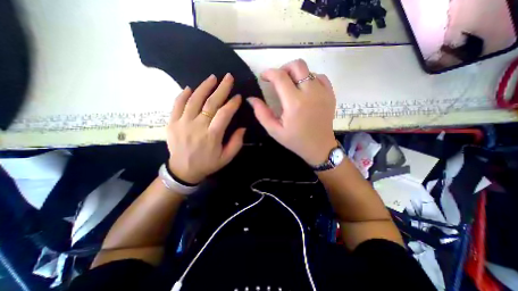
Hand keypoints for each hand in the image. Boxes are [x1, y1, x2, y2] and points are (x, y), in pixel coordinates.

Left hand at [167, 74, 244, 183]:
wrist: (183, 170)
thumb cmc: (207, 164)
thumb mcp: (226, 158)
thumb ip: (236, 143)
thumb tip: (242, 127)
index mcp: (212, 136)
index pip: (224, 114)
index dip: (232, 103)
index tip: (238, 96)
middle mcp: (197, 126)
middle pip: (211, 103)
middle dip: (222, 88)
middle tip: (228, 77)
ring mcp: (183, 123)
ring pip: (194, 100)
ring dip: (204, 87)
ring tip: (213, 78)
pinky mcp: (172, 123)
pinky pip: (177, 105)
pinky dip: (183, 95)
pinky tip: (190, 88)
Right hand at [249, 58, 337, 165]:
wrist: (319, 147)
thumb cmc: (295, 140)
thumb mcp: (274, 131)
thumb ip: (261, 113)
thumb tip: (251, 98)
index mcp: (294, 103)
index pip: (280, 77)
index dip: (269, 73)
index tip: (263, 77)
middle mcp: (310, 93)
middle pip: (297, 65)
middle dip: (284, 68)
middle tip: (278, 79)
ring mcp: (323, 92)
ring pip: (308, 70)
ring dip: (296, 74)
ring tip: (291, 86)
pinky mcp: (331, 94)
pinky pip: (320, 77)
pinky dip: (310, 78)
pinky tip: (306, 89)